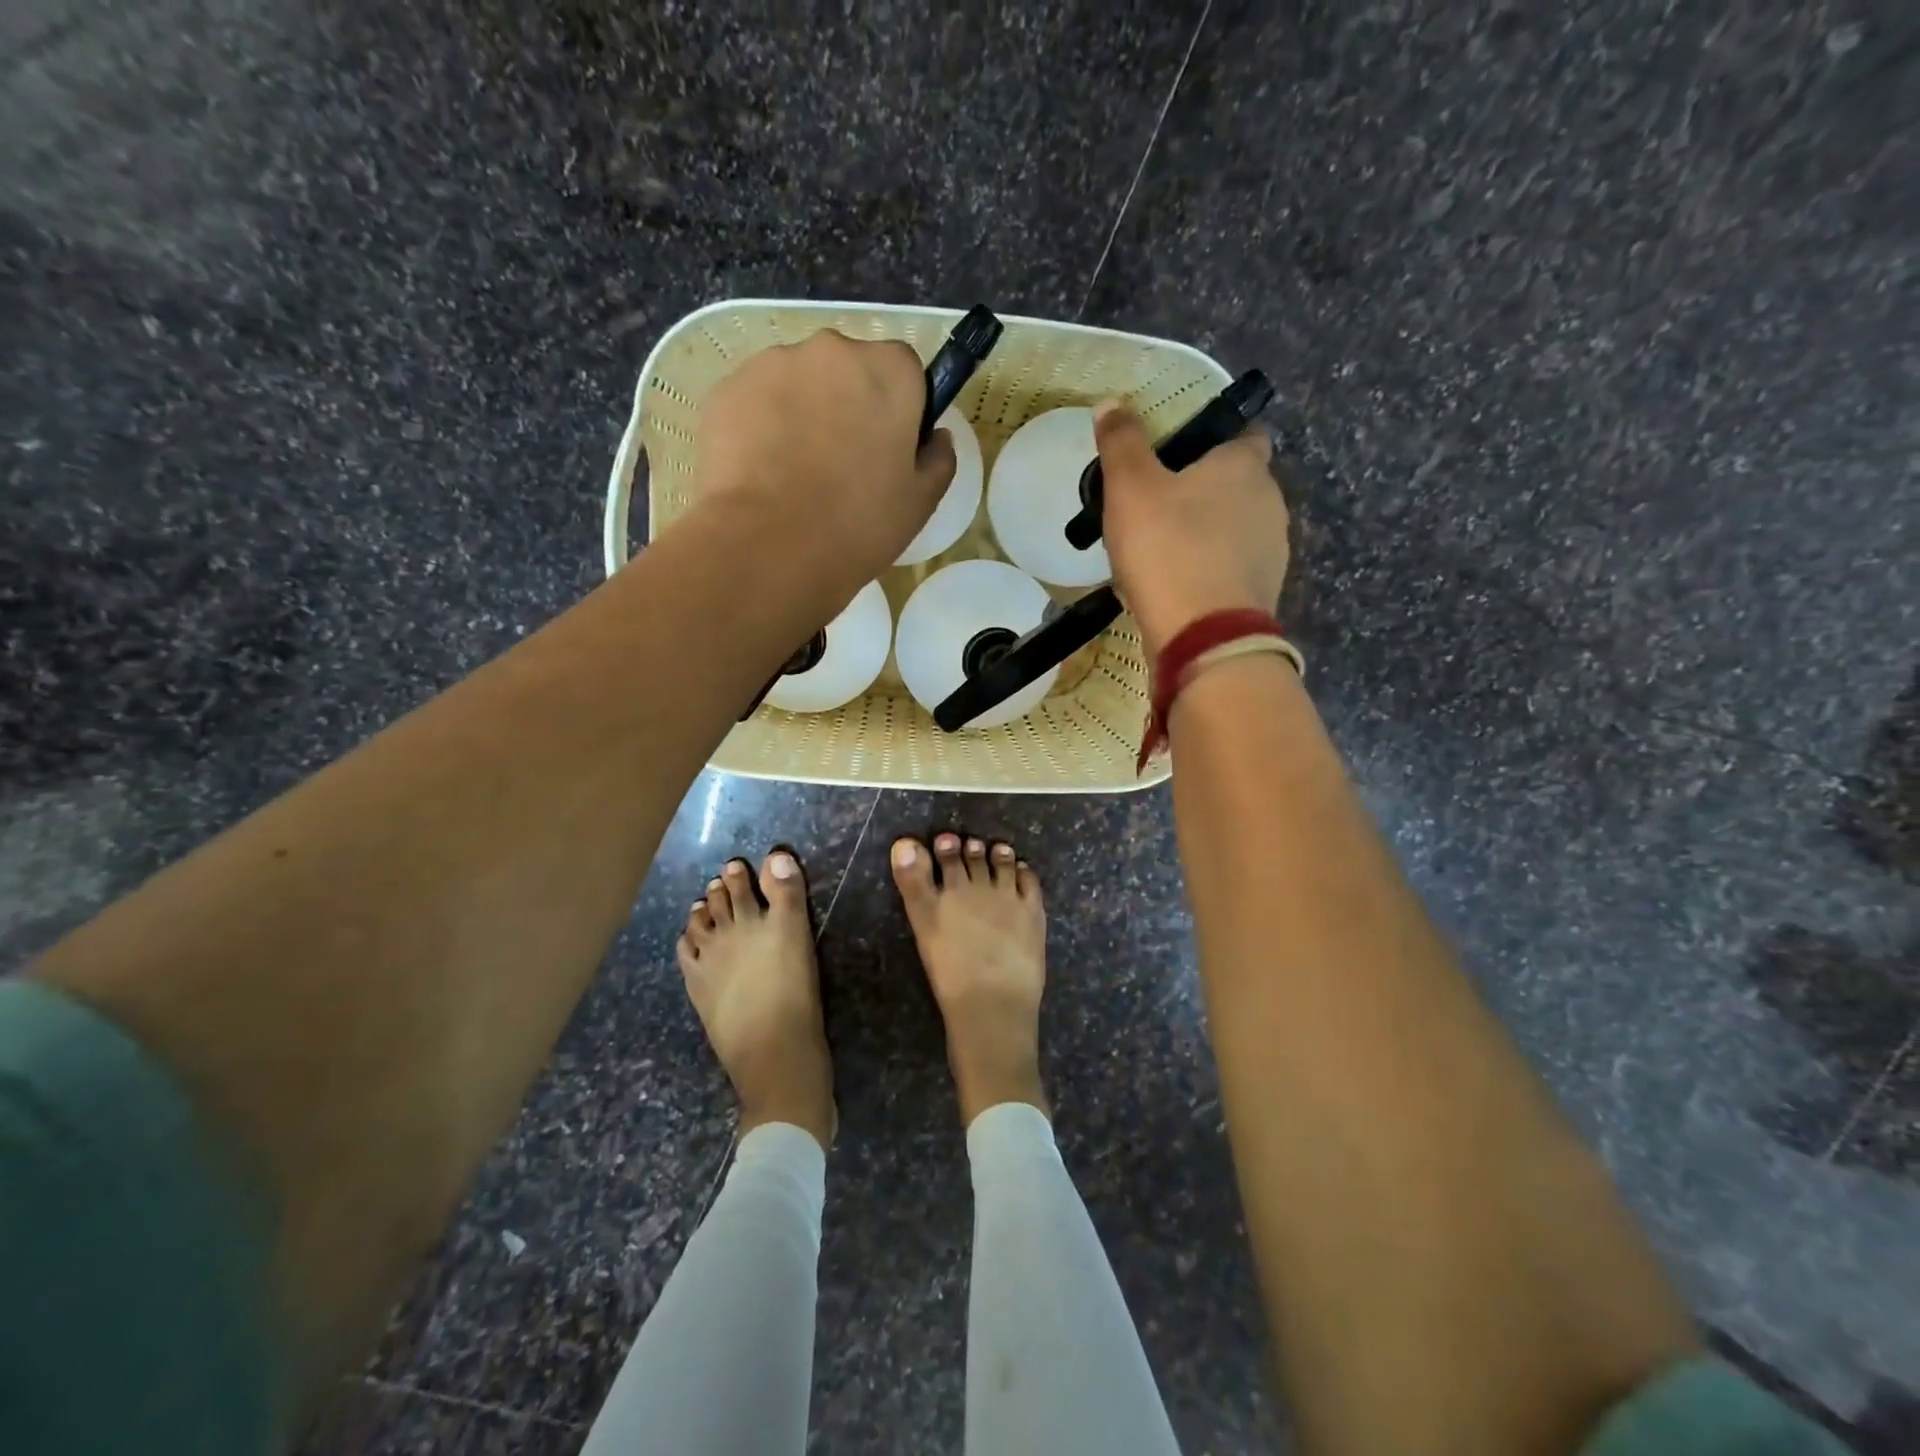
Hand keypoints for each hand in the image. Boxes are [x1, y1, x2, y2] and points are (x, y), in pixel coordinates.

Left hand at [692, 330, 956, 591]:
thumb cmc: (857, 524)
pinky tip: (762, 474)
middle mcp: (832, 350)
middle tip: (841, 465)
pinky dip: (761, 427)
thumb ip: (938, 459)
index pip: (904, 369)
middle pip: (848, 369)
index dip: (899, 407)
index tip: (889, 447)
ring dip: (802, 414)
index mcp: (889, 371)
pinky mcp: (728, 388)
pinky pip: (756, 401)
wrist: (768, 546)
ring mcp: (773, 364)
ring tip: (794, 474)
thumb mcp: (920, 503)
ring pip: (798, 383)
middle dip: (847, 404)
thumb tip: (934, 438)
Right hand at [1093, 401, 1290, 655]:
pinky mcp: (1263, 592)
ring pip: (1237, 528)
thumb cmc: (1168, 549)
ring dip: (1208, 533)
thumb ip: (1121, 443)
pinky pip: (1232, 568)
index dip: (1216, 440)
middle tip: (1158, 505)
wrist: (1204, 636)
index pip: (1245, 434)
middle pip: (1240, 484)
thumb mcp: (1130, 488)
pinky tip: (1177, 584)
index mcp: (1244, 465)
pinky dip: (1210, 569)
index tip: (1181, 456)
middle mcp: (1271, 501)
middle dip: (1206, 490)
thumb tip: (1112, 404)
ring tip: (1163, 550)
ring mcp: (1273, 550)